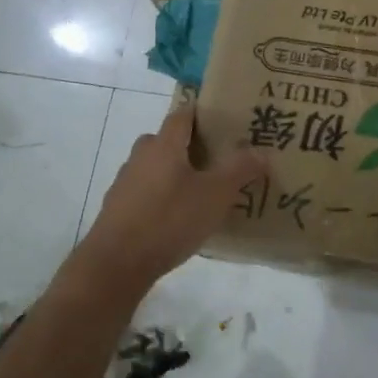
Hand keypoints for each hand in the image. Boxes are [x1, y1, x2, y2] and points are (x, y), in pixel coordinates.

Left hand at [68, 103, 264, 300]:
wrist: (115, 264)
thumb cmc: (169, 220)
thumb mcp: (215, 195)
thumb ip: (239, 170)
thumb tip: (261, 151)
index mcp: (164, 145)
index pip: (182, 115)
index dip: (201, 114)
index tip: (223, 121)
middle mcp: (141, 157)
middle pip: (166, 141)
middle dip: (189, 146)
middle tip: (216, 161)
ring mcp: (124, 184)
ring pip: (154, 168)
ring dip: (174, 174)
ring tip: (199, 193)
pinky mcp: (117, 210)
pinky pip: (144, 193)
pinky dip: (160, 198)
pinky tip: (176, 220)